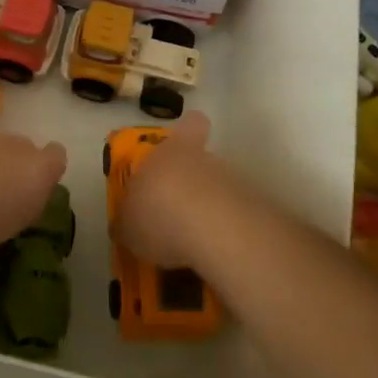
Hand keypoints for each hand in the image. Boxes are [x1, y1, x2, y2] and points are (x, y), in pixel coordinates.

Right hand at [112, 113, 252, 271]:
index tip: (185, 142)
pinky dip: (222, 233)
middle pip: (202, 160)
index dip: (190, 130)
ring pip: (218, 189)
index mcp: (170, 151)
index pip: (191, 124)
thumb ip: (127, 222)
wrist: (215, 231)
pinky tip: (209, 253)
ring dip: (207, 209)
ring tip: (190, 241)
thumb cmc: (159, 214)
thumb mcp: (128, 226)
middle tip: (175, 210)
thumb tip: (124, 226)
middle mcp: (203, 159)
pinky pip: (232, 217)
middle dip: (191, 182)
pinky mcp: (253, 211)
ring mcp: (232, 183)